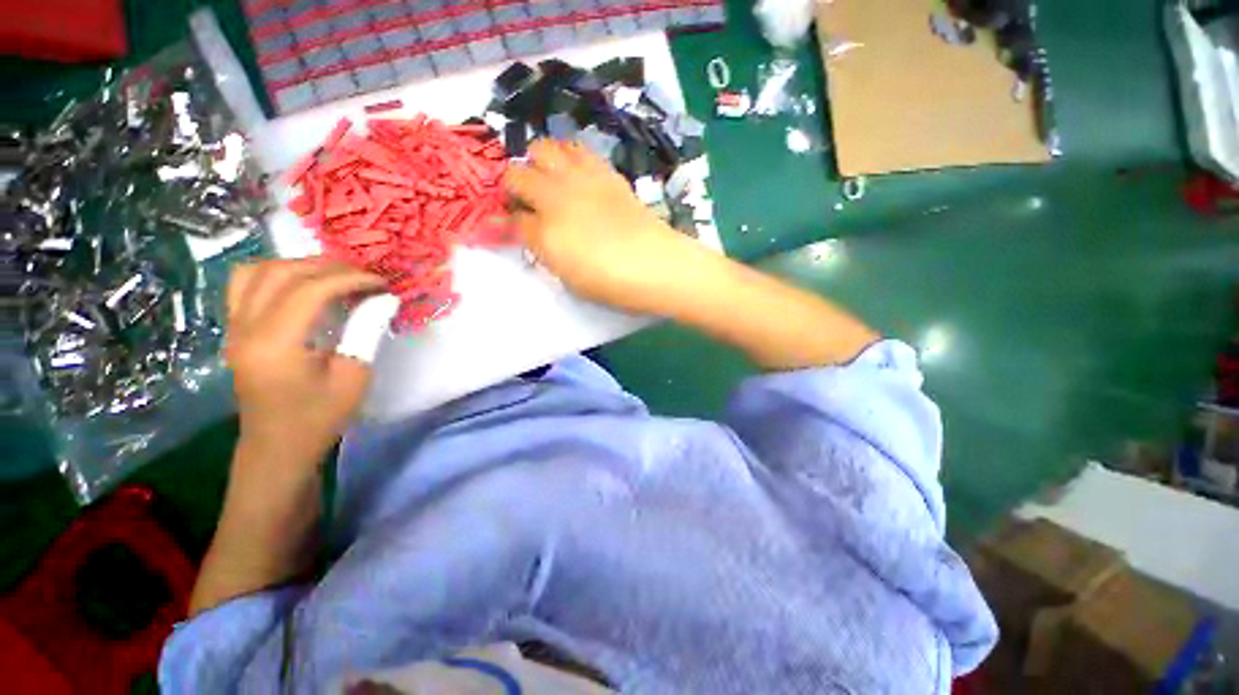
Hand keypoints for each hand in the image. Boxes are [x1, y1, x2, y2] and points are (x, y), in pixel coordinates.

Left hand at [225, 259, 386, 471]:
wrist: (278, 447)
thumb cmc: (319, 417)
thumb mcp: (354, 376)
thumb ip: (366, 331)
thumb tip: (384, 299)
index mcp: (275, 343)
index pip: (309, 290)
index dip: (349, 278)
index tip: (381, 282)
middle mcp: (245, 328)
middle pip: (280, 272)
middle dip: (326, 266)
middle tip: (362, 276)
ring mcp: (234, 328)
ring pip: (255, 272)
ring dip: (297, 265)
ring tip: (332, 276)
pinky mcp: (235, 331)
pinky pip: (246, 286)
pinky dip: (277, 275)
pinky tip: (303, 286)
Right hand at [504, 140, 708, 314]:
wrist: (655, 264)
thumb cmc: (612, 283)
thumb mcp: (570, 279)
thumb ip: (546, 252)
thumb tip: (532, 232)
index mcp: (545, 234)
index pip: (512, 220)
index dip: (509, 223)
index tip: (515, 227)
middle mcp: (555, 199)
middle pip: (516, 176)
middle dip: (514, 188)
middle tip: (528, 202)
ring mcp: (580, 179)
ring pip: (542, 148)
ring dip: (537, 163)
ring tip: (549, 180)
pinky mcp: (604, 172)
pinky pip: (576, 149)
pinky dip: (567, 157)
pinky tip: (576, 174)